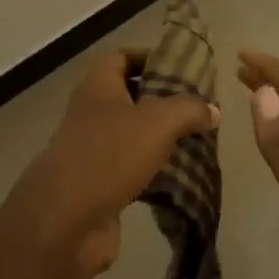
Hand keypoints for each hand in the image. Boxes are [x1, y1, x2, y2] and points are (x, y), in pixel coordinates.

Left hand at [2, 49, 218, 278]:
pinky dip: (154, 172)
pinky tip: (181, 178)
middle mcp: (91, 114)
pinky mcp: (98, 186)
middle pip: (129, 97)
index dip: (149, 58)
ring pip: (132, 136)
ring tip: (197, 142)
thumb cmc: (109, 155)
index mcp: (98, 87)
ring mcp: (92, 151)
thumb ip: (188, 110)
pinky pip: (131, 170)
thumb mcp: (158, 122)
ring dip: (161, 139)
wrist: (66, 221)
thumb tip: (213, 110)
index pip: (121, 57)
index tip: (181, 70)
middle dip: (162, 101)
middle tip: (197, 109)